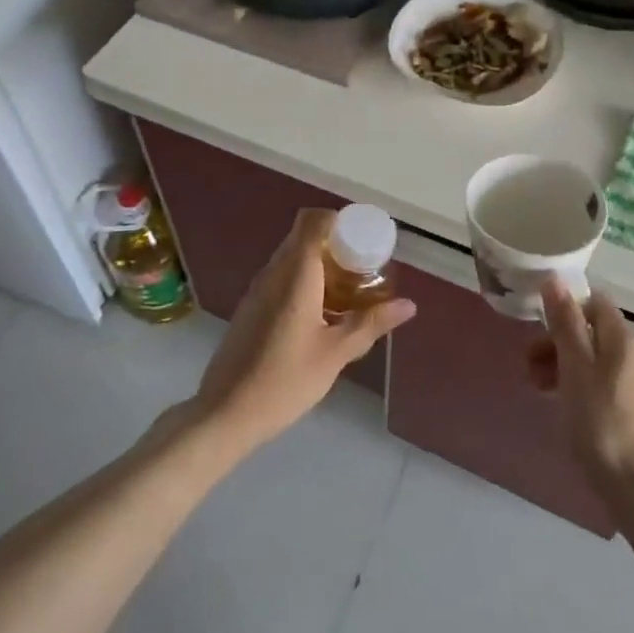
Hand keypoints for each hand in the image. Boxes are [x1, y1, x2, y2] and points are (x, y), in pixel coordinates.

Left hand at [193, 209, 415, 454]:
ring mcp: (258, 289)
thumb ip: (371, 324)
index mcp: (295, 274)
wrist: (225, 413)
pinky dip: (306, 281)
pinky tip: (323, 314)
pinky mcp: (251, 307)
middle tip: (365, 268)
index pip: (312, 221)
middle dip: (336, 244)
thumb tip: (408, 305)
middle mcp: (273, 272)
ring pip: (292, 258)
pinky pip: (282, 277)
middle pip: (304, 236)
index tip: (365, 239)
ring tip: (350, 292)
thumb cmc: (284, 380)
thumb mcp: (335, 353)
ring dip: (321, 264)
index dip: (340, 220)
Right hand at [531, 277, 633, 501]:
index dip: (565, 306)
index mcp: (619, 339)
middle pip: (587, 329)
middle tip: (528, 362)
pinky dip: (570, 382)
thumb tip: (554, 279)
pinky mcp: (623, 407)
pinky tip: (555, 401)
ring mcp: (628, 382)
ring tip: (534, 385)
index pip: (593, 302)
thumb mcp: (575, 368)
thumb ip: (565, 323)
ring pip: (587, 356)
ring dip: (557, 362)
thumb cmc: (602, 422)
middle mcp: (628, 354)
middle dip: (554, 339)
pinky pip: (592, 380)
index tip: (536, 323)